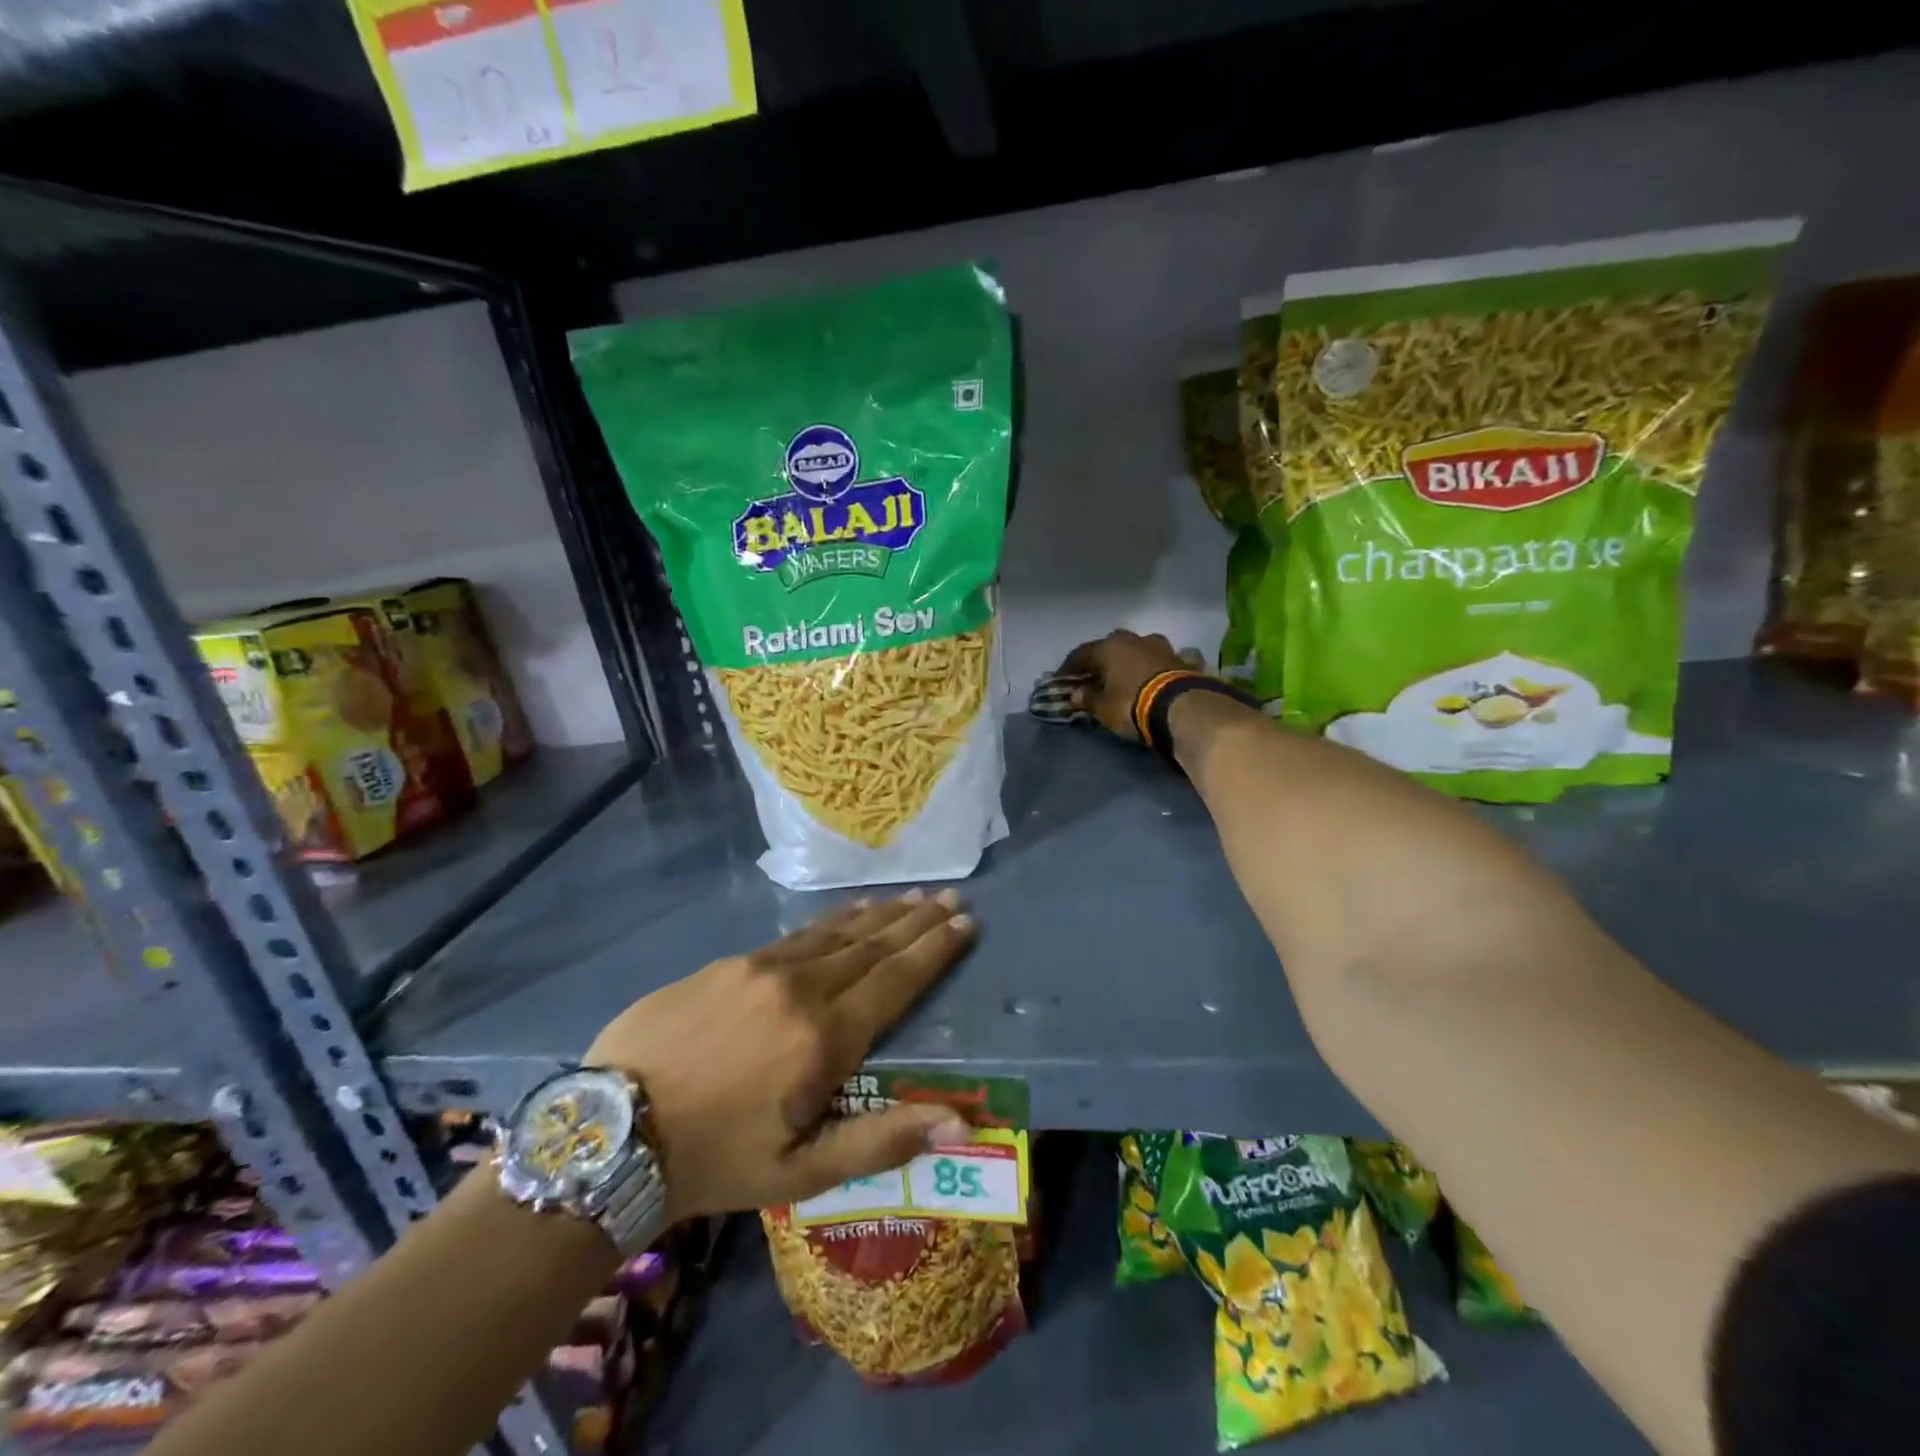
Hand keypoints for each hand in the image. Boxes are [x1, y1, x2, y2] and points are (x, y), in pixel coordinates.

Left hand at [584, 891, 976, 1218]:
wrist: (613, 1131)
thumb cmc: (716, 1159)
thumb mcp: (802, 1171)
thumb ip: (882, 1140)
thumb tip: (960, 1122)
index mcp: (824, 1037)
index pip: (896, 981)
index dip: (934, 951)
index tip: (964, 923)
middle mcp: (801, 987)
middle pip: (872, 946)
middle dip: (916, 922)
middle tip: (949, 897)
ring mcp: (761, 968)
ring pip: (835, 932)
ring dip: (878, 915)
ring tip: (910, 898)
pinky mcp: (729, 962)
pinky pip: (796, 934)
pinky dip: (832, 921)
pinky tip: (846, 914)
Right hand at [1058, 630, 1188, 740]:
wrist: (1182, 708)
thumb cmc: (1131, 705)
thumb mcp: (1104, 708)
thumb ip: (1089, 698)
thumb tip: (1077, 693)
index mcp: (1109, 648)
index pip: (1081, 654)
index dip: (1070, 667)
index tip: (1063, 679)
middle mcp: (1133, 640)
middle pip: (1111, 646)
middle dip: (1103, 659)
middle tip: (1096, 675)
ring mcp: (1161, 647)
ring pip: (1140, 648)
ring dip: (1132, 659)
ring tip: (1127, 674)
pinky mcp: (1182, 659)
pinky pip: (1164, 660)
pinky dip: (1157, 666)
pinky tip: (1158, 673)